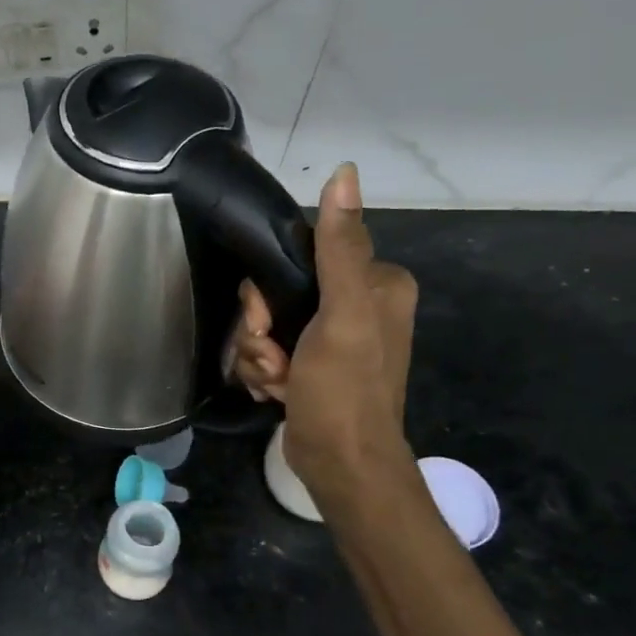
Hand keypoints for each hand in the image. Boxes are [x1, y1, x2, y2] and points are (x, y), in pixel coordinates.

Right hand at [230, 165, 417, 511]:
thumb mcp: (342, 313)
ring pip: (267, 324)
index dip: (269, 290)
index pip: (301, 258)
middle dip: (262, 330)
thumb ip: (339, 247)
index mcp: (377, 283)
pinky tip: (275, 392)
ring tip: (277, 381)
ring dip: (258, 355)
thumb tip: (346, 171)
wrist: (340, 464)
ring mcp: (333, 338)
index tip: (267, 321)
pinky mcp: (312, 365)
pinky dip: (264, 371)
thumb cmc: (343, 389)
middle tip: (273, 357)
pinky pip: (269, 350)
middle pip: (278, 293)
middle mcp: (358, 305)